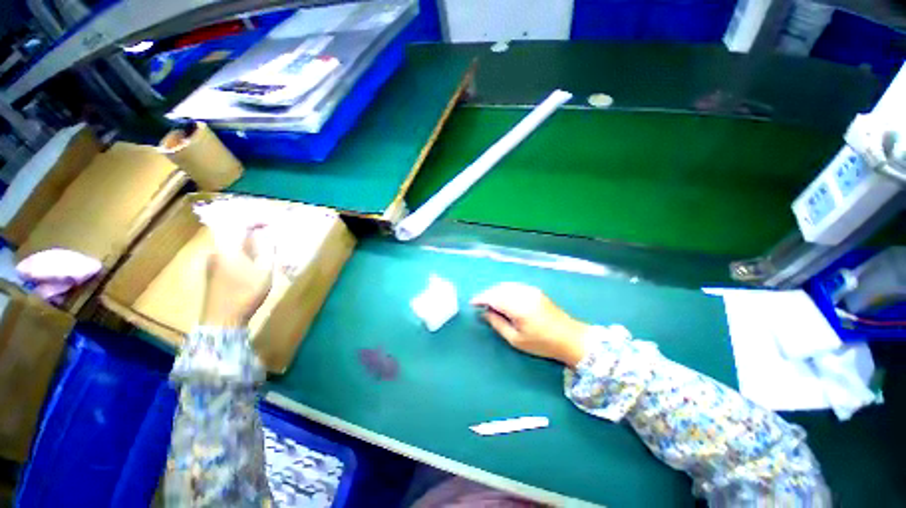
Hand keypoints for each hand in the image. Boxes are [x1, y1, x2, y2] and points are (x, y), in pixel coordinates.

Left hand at [201, 226, 273, 327]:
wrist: (221, 321)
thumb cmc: (245, 294)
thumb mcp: (264, 271)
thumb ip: (267, 249)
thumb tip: (268, 233)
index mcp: (226, 248)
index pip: (238, 223)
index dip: (256, 219)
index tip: (272, 221)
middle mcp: (215, 251)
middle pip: (232, 232)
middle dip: (252, 229)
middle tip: (270, 232)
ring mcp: (211, 262)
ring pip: (231, 243)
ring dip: (248, 240)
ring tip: (265, 245)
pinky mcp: (212, 272)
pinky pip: (229, 252)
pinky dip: (242, 250)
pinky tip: (253, 259)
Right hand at [471, 283, 589, 366]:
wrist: (570, 337)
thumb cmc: (542, 343)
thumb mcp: (516, 339)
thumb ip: (498, 324)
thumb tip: (484, 313)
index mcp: (518, 307)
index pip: (493, 297)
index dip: (481, 299)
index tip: (472, 304)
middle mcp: (523, 294)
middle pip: (498, 289)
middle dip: (487, 294)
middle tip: (480, 305)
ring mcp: (530, 290)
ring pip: (506, 285)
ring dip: (495, 291)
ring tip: (490, 302)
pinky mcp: (535, 290)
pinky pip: (514, 286)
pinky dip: (505, 290)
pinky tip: (503, 298)